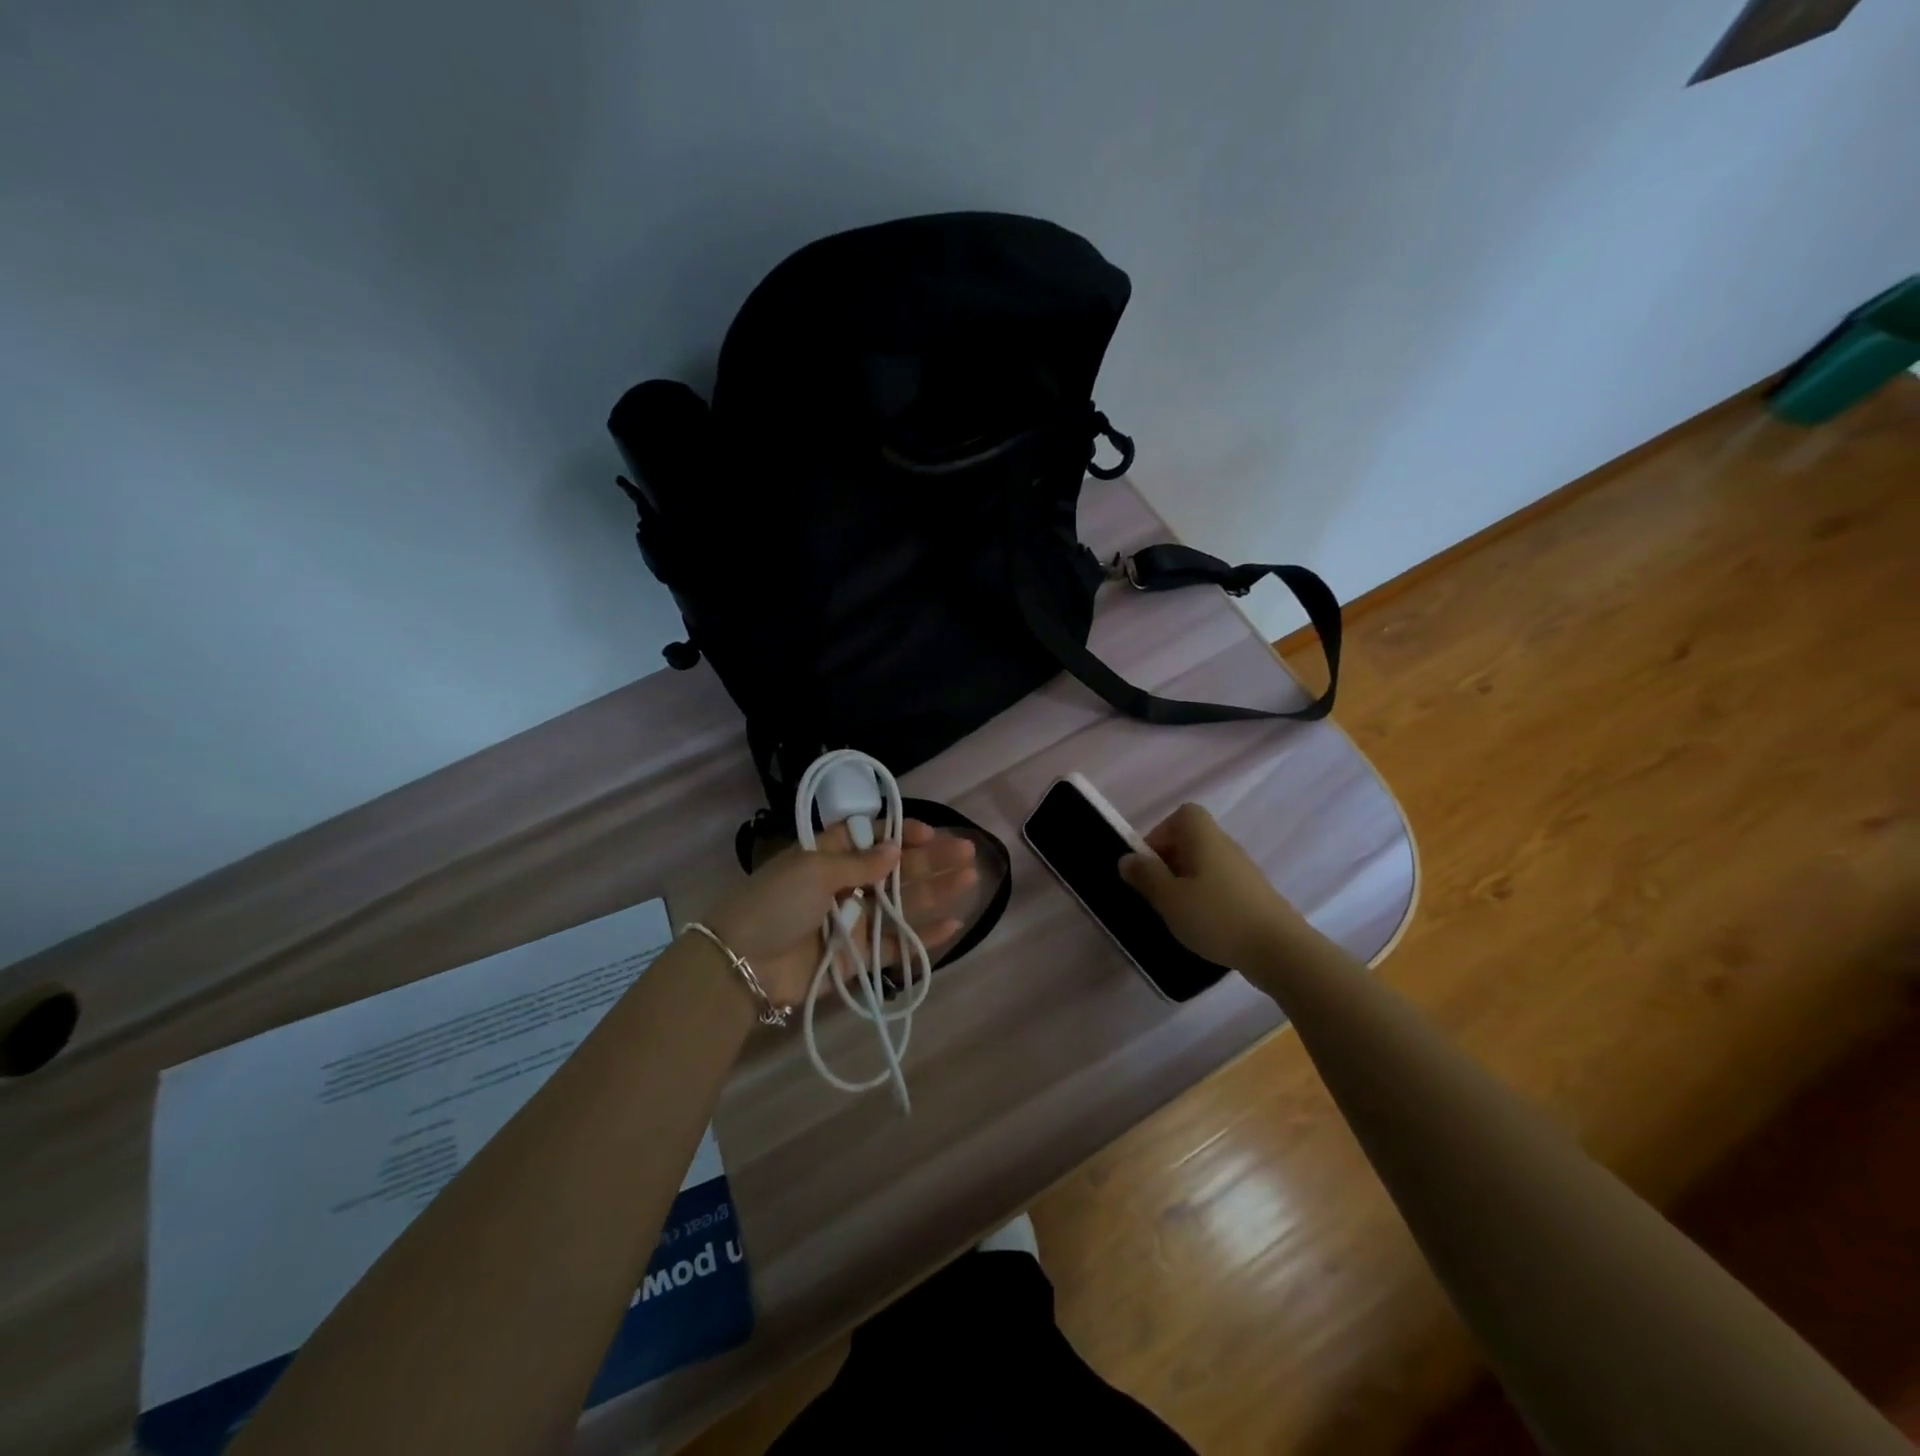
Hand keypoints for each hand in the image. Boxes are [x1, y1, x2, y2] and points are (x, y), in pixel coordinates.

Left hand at [705, 821, 977, 1005]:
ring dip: (936, 891)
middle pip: (895, 868)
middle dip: (931, 858)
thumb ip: (860, 863)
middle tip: (966, 850)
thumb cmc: (775, 903)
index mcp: (828, 856)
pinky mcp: (860, 957)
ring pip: (903, 904)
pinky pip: (897, 945)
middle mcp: (846, 885)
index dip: (901, 832)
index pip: (872, 836)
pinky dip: (925, 937)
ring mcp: (855, 922)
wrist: (743, 964)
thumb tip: (896, 848)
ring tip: (970, 878)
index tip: (930, 832)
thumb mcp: (813, 870)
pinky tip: (954, 924)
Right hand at [1118, 803, 1310, 970]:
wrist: (1280, 950)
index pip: (1181, 816)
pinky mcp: (1253, 895)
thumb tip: (1127, 858)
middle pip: (1190, 840)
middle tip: (1157, 893)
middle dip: (1168, 863)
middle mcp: (1225, 846)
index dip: (1160, 834)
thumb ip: (1145, 876)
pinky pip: (1219, 885)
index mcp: (1204, 837)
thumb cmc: (1217, 917)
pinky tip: (1202, 926)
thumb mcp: (1169, 898)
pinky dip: (1205, 898)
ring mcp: (1243, 871)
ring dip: (1185, 883)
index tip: (1149, 865)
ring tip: (1176, 913)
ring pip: (1204, 865)